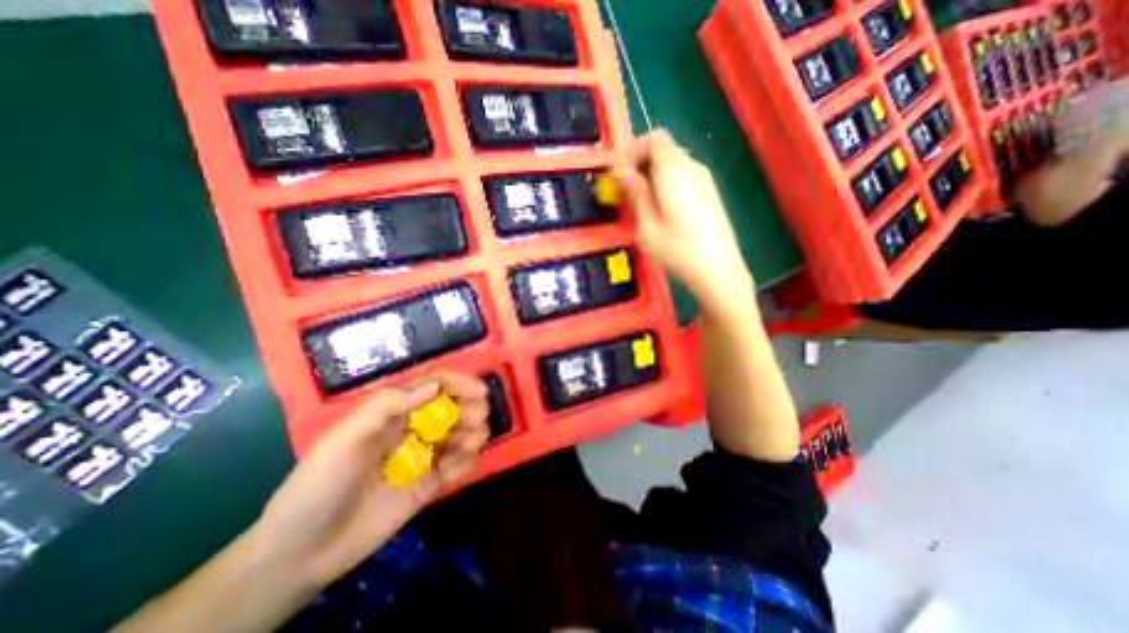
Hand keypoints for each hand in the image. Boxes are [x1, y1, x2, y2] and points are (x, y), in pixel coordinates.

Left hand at [249, 374, 488, 585]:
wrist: (303, 552)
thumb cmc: (320, 483)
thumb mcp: (345, 437)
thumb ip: (387, 405)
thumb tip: (435, 386)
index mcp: (392, 412)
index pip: (432, 386)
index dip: (457, 383)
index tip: (480, 391)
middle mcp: (411, 429)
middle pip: (452, 408)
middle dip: (470, 408)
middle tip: (479, 417)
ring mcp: (422, 456)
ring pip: (460, 434)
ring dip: (473, 433)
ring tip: (473, 442)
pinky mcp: (429, 483)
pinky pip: (457, 466)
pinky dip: (466, 462)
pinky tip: (460, 468)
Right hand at [617, 129, 756, 317]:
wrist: (717, 268)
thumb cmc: (676, 247)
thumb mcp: (645, 223)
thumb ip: (634, 192)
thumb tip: (622, 172)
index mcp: (674, 169)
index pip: (654, 138)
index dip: (634, 150)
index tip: (623, 174)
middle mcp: (692, 166)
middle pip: (664, 149)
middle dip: (642, 164)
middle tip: (630, 192)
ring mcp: (705, 179)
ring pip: (674, 164)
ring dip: (655, 176)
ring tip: (646, 205)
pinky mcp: (710, 193)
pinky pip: (684, 177)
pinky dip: (669, 184)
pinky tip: (665, 212)